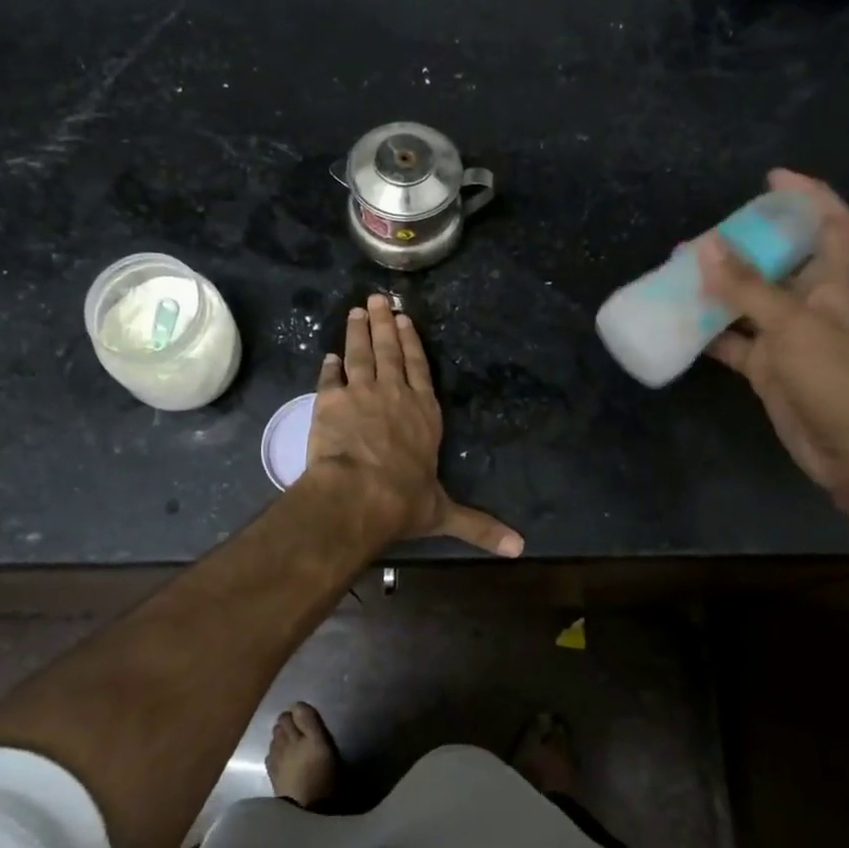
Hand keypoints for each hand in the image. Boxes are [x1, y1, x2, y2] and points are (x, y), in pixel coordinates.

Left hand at [298, 294, 522, 556]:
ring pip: (361, 354)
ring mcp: (362, 393)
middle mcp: (395, 394)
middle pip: (389, 350)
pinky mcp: (331, 401)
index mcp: (424, 413)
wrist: (358, 495)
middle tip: (376, 299)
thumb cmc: (404, 500)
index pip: (419, 368)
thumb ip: (478, 526)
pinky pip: (330, 378)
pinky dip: (330, 366)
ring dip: (358, 331)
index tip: (404, 320)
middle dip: (384, 324)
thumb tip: (519, 548)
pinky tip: (329, 355)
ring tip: (356, 311)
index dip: (411, 342)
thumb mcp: (444, 513)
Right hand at [699, 169, 848, 490]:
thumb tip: (704, 245)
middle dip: (743, 244)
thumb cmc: (835, 378)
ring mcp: (785, 338)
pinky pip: (731, 342)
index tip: (772, 179)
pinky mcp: (766, 369)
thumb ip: (746, 288)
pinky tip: (679, 325)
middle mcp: (807, 305)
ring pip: (747, 302)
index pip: (832, 225)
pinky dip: (707, 334)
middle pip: (777, 261)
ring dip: (717, 288)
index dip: (809, 196)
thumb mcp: (791, 326)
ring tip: (677, 274)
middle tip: (701, 237)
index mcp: (829, 284)